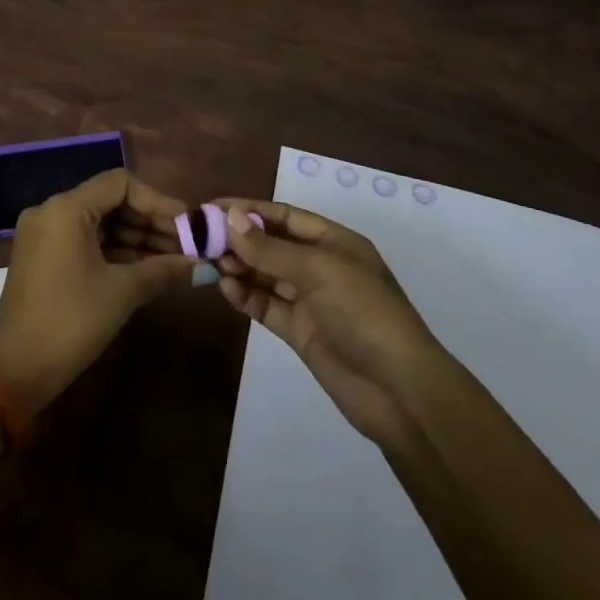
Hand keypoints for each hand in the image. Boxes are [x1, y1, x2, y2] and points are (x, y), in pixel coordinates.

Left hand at [0, 169, 199, 412]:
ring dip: (136, 239)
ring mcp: (44, 234)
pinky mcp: (43, 256)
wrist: (15, 371)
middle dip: (150, 222)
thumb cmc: (71, 322)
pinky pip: (85, 240)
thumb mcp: (122, 293)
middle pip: (110, 201)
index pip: (120, 183)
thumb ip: (163, 270)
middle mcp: (52, 211)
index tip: (187, 223)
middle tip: (187, 244)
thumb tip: (202, 265)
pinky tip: (147, 268)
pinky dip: (115, 251)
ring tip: (175, 260)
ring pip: (100, 223)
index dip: (157, 201)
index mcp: (66, 208)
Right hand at [216, 200, 444, 447]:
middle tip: (200, 238)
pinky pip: (267, 306)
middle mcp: (321, 266)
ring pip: (266, 275)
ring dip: (239, 267)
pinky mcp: (301, 332)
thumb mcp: (317, 270)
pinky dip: (246, 296)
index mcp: (334, 242)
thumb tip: (229, 217)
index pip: (284, 216)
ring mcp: (311, 301)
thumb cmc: (363, 312)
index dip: (248, 209)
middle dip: (239, 239)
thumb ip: (269, 248)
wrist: (399, 391)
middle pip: (272, 244)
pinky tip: (225, 290)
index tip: (211, 208)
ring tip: (208, 263)